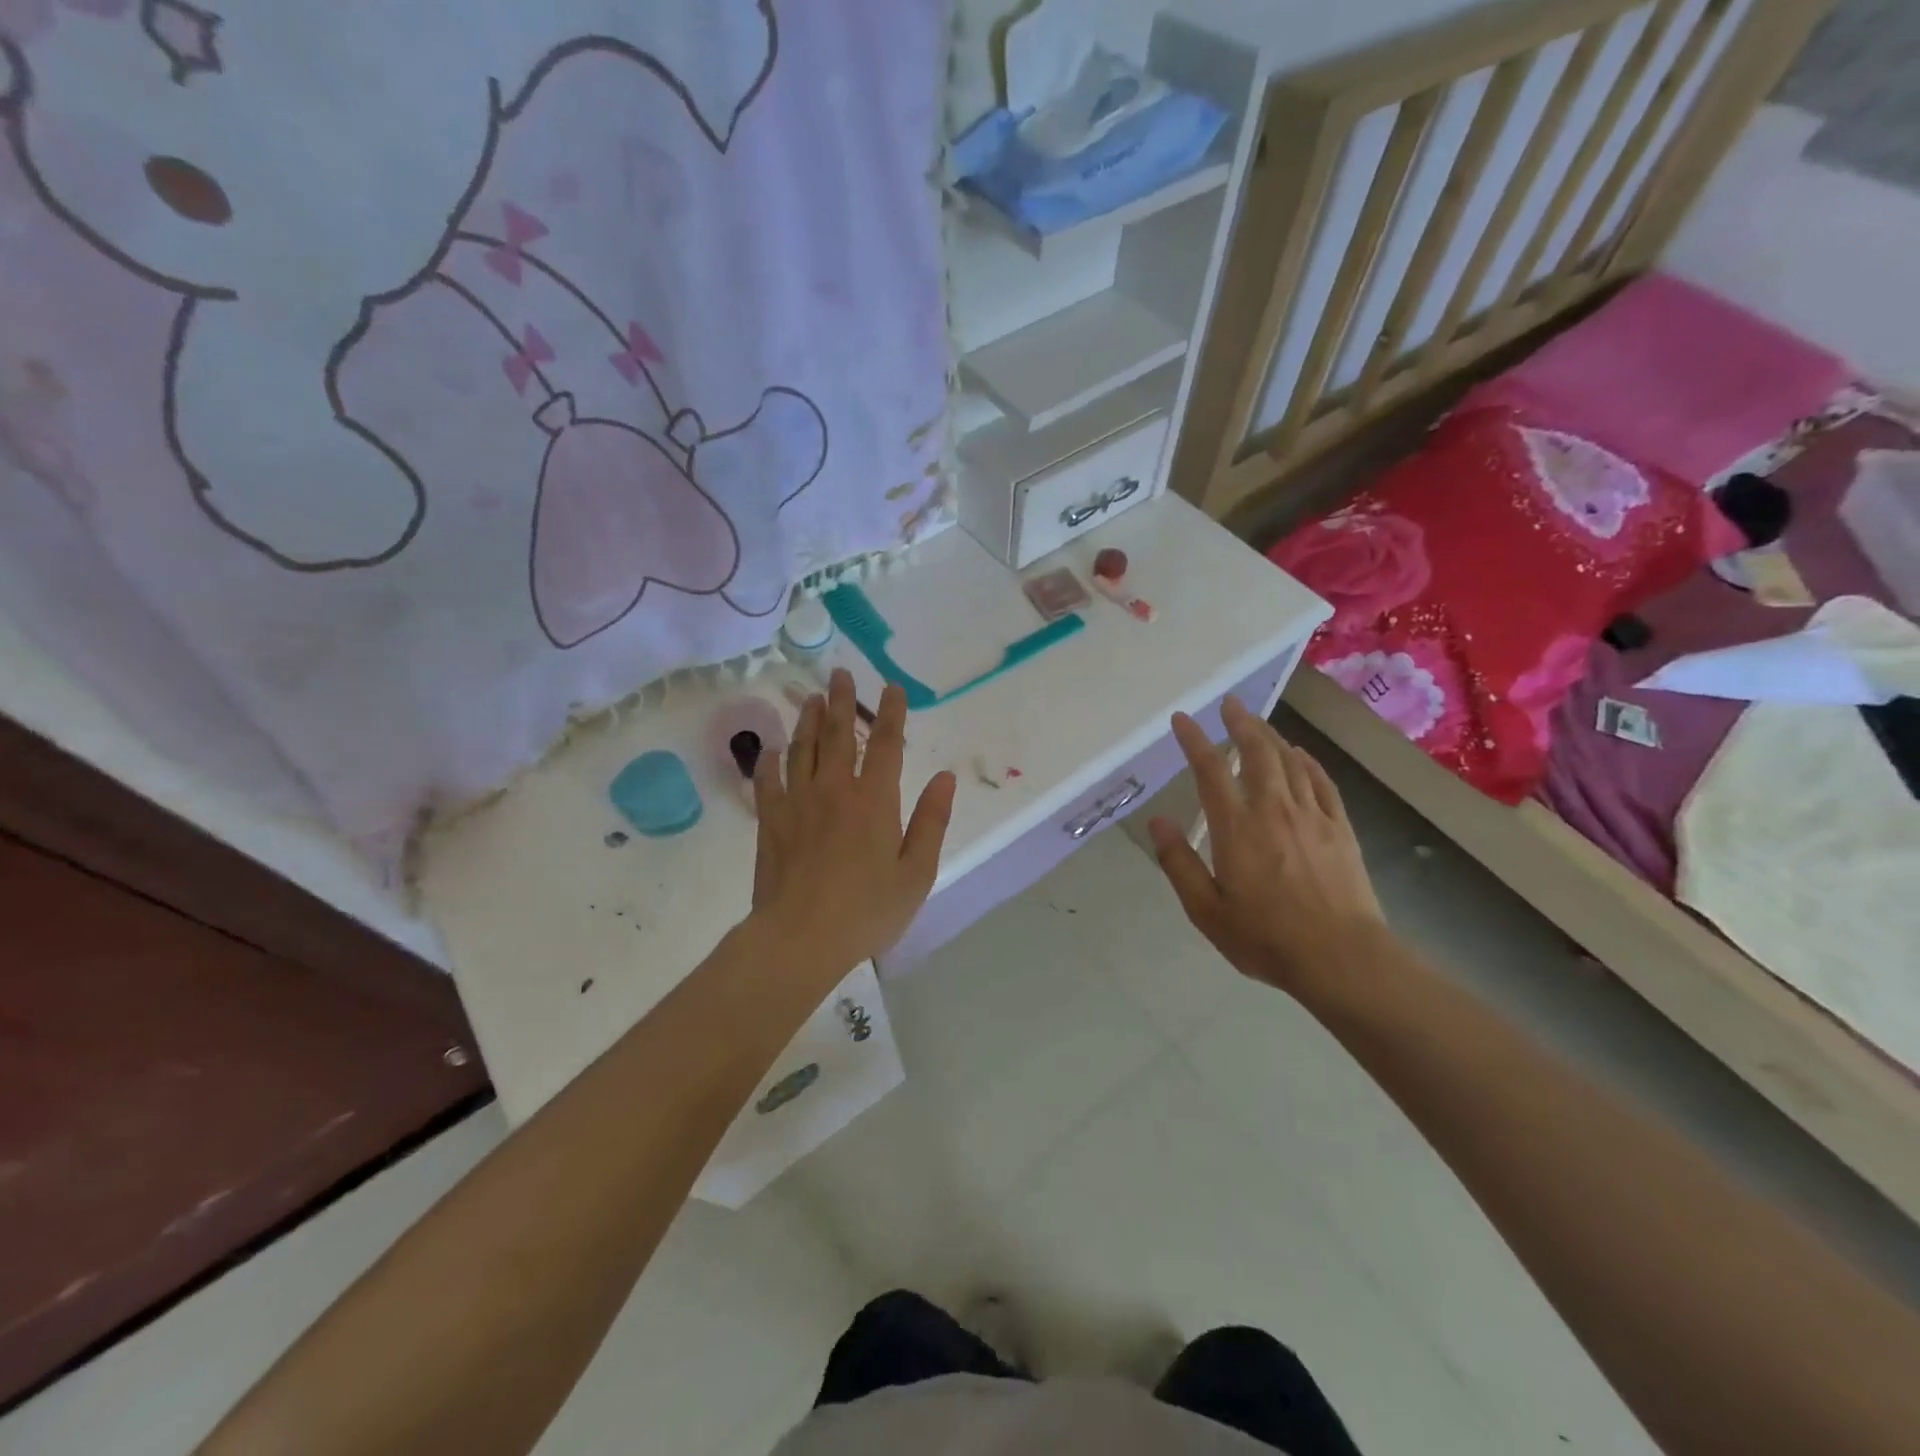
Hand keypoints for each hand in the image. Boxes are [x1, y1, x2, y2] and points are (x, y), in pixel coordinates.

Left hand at [749, 669, 955, 976]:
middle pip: (840, 736)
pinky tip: (773, 749)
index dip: (892, 713)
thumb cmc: (867, 910)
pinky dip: (771, 761)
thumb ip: (931, 821)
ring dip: (810, 720)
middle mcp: (836, 790)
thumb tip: (945, 777)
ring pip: (803, 749)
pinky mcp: (771, 822)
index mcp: (875, 801)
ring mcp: (798, 803)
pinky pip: (769, 781)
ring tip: (813, 698)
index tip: (891, 688)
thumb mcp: (916, 872)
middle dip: (843, 702)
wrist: (800, 938)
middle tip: (840, 674)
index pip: (888, 745)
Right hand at [1148, 698, 1389, 995]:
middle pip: (1257, 753)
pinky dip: (1307, 762)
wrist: (1342, 958)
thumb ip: (1179, 863)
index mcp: (1236, 828)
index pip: (1210, 770)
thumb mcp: (1206, 910)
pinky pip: (1321, 782)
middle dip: (1241, 723)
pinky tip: (1300, 755)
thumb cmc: (1266, 937)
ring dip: (1271, 736)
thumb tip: (1157, 822)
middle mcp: (1273, 810)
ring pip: (1289, 762)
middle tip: (1230, 704)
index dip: (1194, 740)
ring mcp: (1311, 816)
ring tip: (1258, 723)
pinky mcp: (1339, 829)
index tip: (1183, 719)